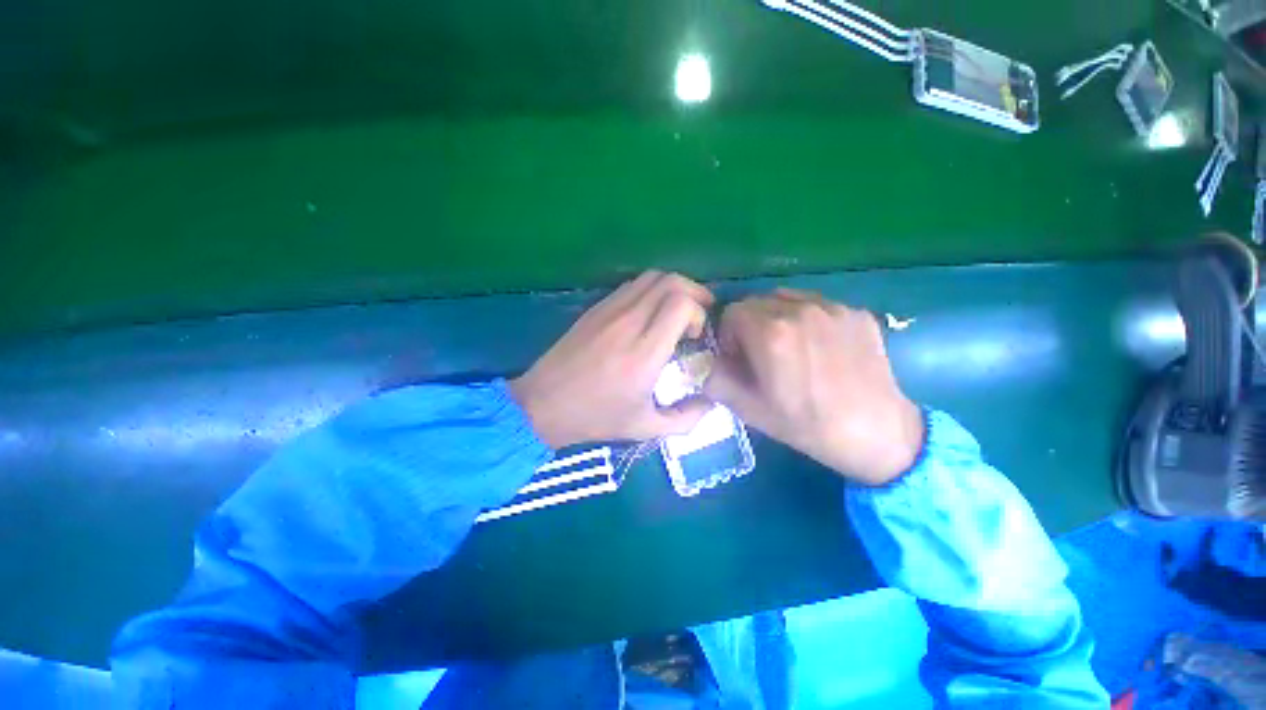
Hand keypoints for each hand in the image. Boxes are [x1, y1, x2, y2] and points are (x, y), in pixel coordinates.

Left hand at [510, 271, 714, 448]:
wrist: (544, 403)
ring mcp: (609, 311)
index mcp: (643, 353)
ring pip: (651, 277)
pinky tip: (649, 314)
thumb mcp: (645, 428)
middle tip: (697, 316)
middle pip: (671, 281)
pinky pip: (631, 285)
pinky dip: (650, 291)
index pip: (680, 304)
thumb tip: (712, 401)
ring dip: (672, 288)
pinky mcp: (595, 308)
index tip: (695, 336)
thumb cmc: (595, 417)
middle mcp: (628, 323)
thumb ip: (686, 419)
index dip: (698, 313)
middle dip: (694, 293)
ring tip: (677, 312)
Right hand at [704, 289, 922, 485]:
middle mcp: (799, 310)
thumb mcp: (748, 409)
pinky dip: (807, 319)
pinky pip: (817, 304)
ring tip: (791, 348)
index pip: (731, 313)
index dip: (728, 336)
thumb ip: (716, 380)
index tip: (739, 358)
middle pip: (756, 303)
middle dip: (749, 326)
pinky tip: (821, 348)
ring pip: (786, 299)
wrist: (876, 433)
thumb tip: (708, 363)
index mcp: (770, 333)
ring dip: (776, 318)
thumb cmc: (806, 424)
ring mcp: (832, 308)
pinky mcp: (857, 312)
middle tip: (762, 355)